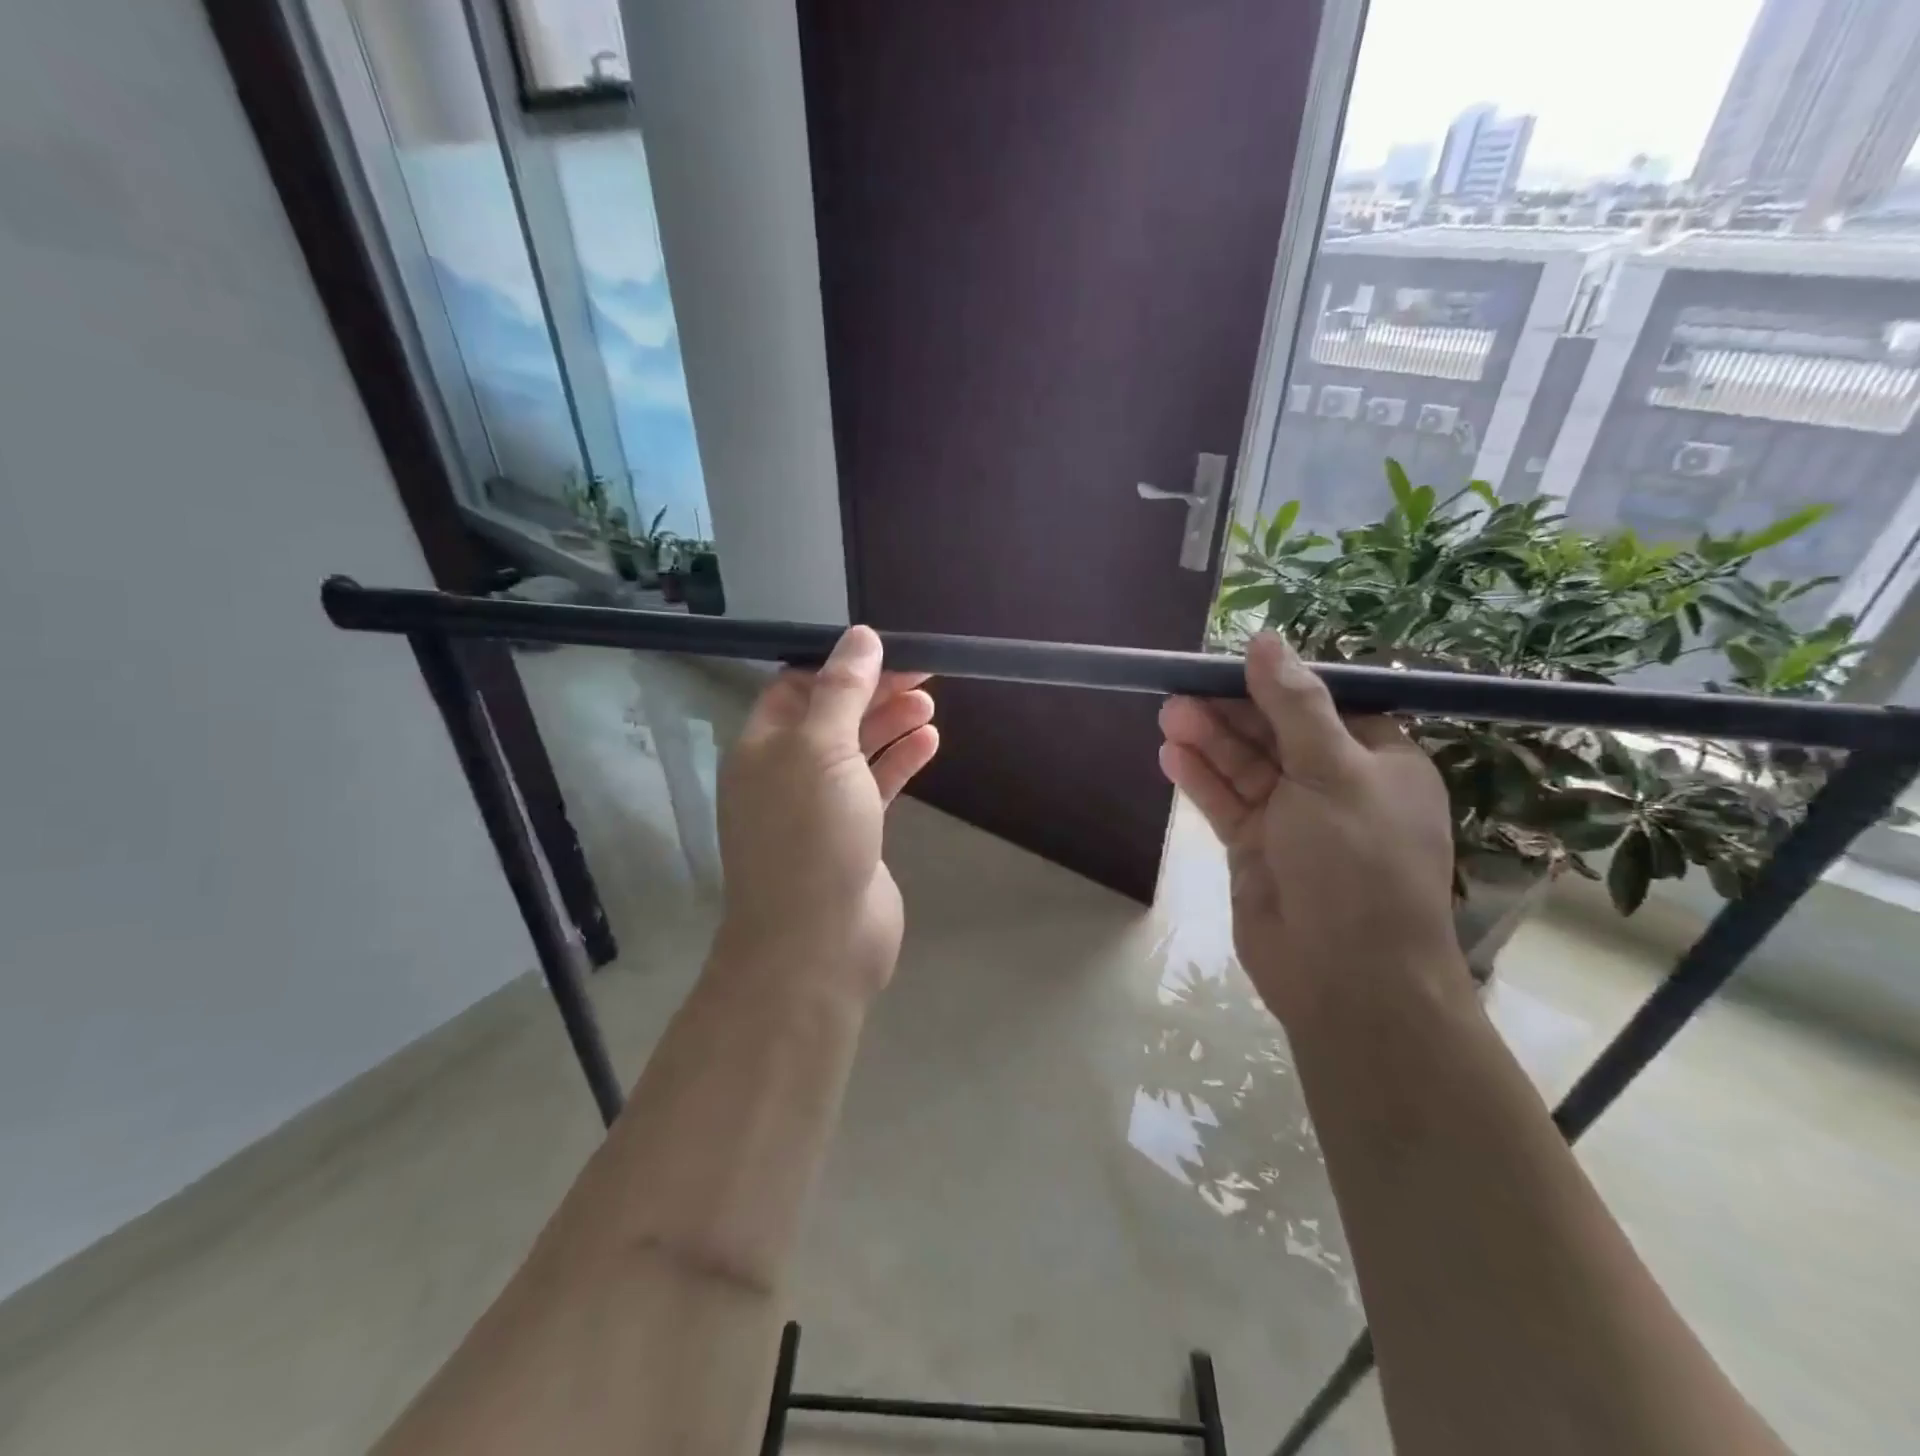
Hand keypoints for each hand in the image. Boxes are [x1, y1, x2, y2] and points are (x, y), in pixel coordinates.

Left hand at [715, 626, 938, 1002]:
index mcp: (763, 748)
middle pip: (832, 716)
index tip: (884, 650)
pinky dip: (901, 761)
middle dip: (873, 691)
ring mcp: (820, 807)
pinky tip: (930, 742)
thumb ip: (841, 691)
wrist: (817, 944)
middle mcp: (786, 773)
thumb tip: (859, 636)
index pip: (795, 687)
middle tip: (923, 672)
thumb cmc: (811, 837)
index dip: (837, 666)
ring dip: (891, 723)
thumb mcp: (821, 750)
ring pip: (857, 750)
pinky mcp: (852, 835)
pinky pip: (876, 785)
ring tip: (929, 704)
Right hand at [1157, 633, 1464, 1026]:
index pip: (1324, 706)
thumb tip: (1268, 640)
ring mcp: (1293, 820)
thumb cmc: (1356, 862)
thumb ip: (1294, 706)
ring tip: (1168, 714)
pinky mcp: (1256, 849)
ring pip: (1245, 768)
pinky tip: (1171, 756)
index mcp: (1378, 763)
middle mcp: (1336, 786)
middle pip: (1275, 734)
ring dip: (1209, 741)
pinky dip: (1201, 780)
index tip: (1230, 664)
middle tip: (1181, 690)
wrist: (1346, 976)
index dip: (1277, 684)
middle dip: (1230, 712)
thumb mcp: (1333, 771)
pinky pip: (1226, 803)